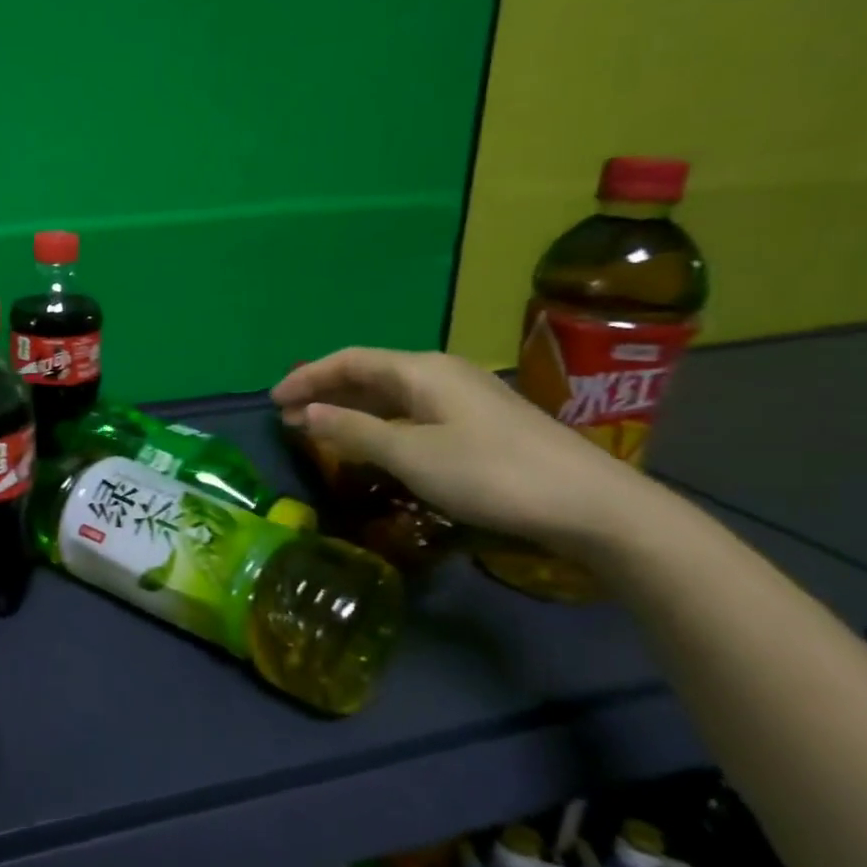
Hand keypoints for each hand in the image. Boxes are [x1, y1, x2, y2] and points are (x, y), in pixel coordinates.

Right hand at [271, 348, 651, 553]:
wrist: (592, 506)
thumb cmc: (491, 474)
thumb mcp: (412, 455)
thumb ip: (355, 431)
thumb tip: (308, 413)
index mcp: (421, 370)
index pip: (350, 360)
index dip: (308, 377)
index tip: (274, 401)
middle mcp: (440, 374)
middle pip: (369, 373)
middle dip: (325, 392)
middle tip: (290, 418)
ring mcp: (463, 399)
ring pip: (391, 395)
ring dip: (351, 409)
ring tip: (319, 430)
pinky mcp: (479, 424)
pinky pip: (411, 413)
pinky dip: (379, 424)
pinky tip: (371, 444)